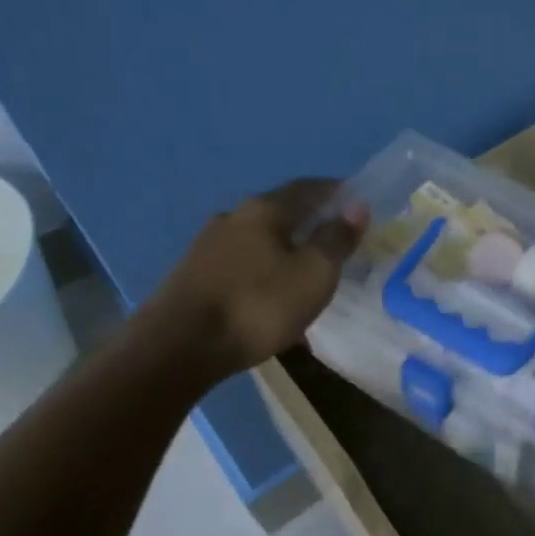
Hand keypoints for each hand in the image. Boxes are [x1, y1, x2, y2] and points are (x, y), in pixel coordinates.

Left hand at [141, 178, 364, 384]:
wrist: (177, 348)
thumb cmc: (258, 306)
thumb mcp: (314, 274)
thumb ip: (336, 239)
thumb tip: (356, 207)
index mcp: (264, 209)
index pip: (308, 187)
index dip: (336, 192)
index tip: (358, 202)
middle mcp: (233, 217)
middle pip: (281, 211)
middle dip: (310, 221)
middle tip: (336, 239)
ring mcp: (207, 246)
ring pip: (259, 239)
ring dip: (285, 248)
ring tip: (305, 270)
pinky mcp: (193, 275)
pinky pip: (241, 263)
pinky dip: (264, 269)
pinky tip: (271, 293)